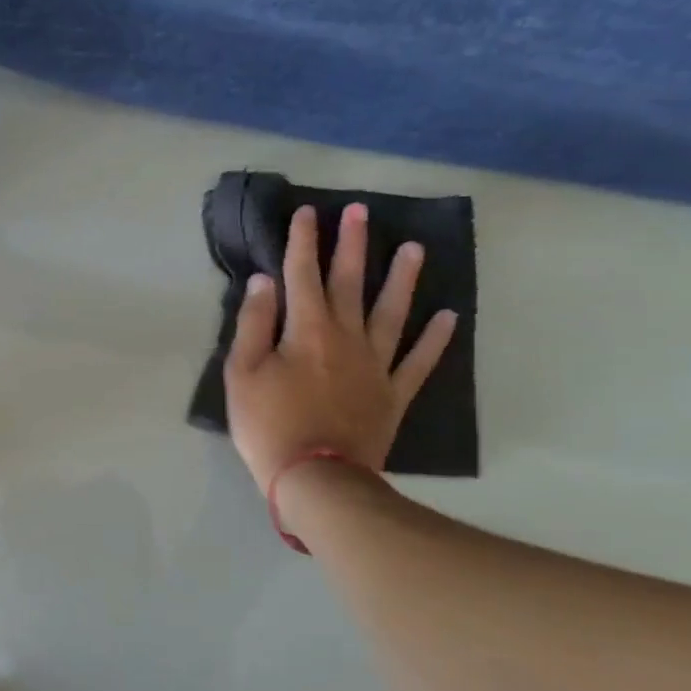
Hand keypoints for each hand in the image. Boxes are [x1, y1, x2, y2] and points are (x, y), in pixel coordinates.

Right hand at [224, 203, 456, 489]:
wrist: (316, 479)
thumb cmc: (268, 425)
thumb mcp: (242, 374)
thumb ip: (254, 324)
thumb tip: (265, 281)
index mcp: (306, 330)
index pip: (302, 274)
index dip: (303, 242)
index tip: (308, 213)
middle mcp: (346, 337)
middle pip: (349, 283)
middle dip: (351, 245)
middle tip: (360, 212)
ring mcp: (376, 365)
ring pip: (392, 312)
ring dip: (402, 279)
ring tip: (414, 248)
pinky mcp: (393, 394)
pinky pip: (419, 361)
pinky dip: (436, 339)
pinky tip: (449, 316)